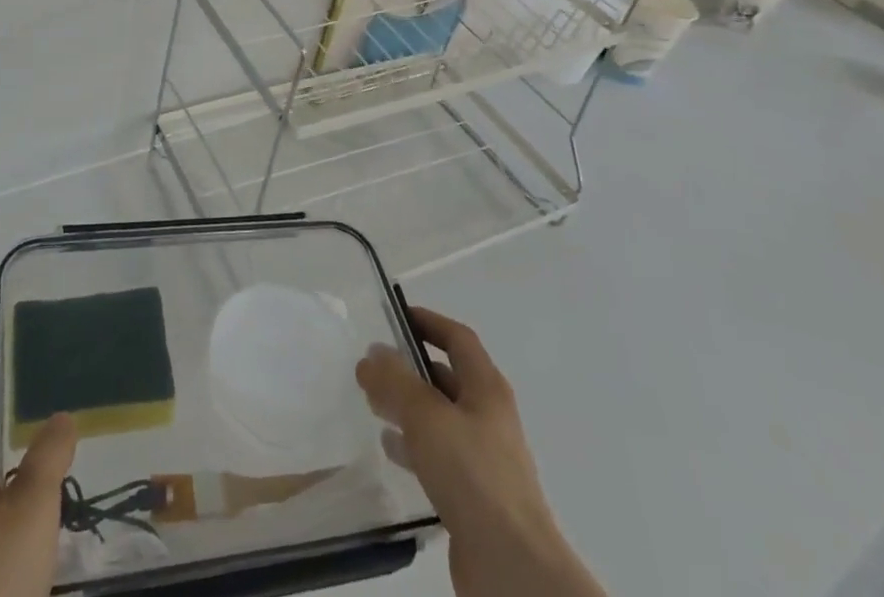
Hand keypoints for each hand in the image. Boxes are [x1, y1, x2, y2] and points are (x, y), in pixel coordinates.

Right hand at [357, 308, 606, 596]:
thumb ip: (394, 381)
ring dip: (408, 408)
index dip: (428, 322)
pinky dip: (413, 445)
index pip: (458, 338)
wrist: (511, 566)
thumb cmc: (472, 474)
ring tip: (373, 405)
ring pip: (440, 418)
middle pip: (447, 378)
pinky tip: (390, 450)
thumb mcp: (426, 415)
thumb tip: (371, 354)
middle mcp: (489, 416)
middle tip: (373, 367)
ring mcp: (484, 458)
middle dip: (410, 368)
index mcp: (487, 388)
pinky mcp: (474, 495)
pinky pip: (439, 455)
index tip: (395, 317)